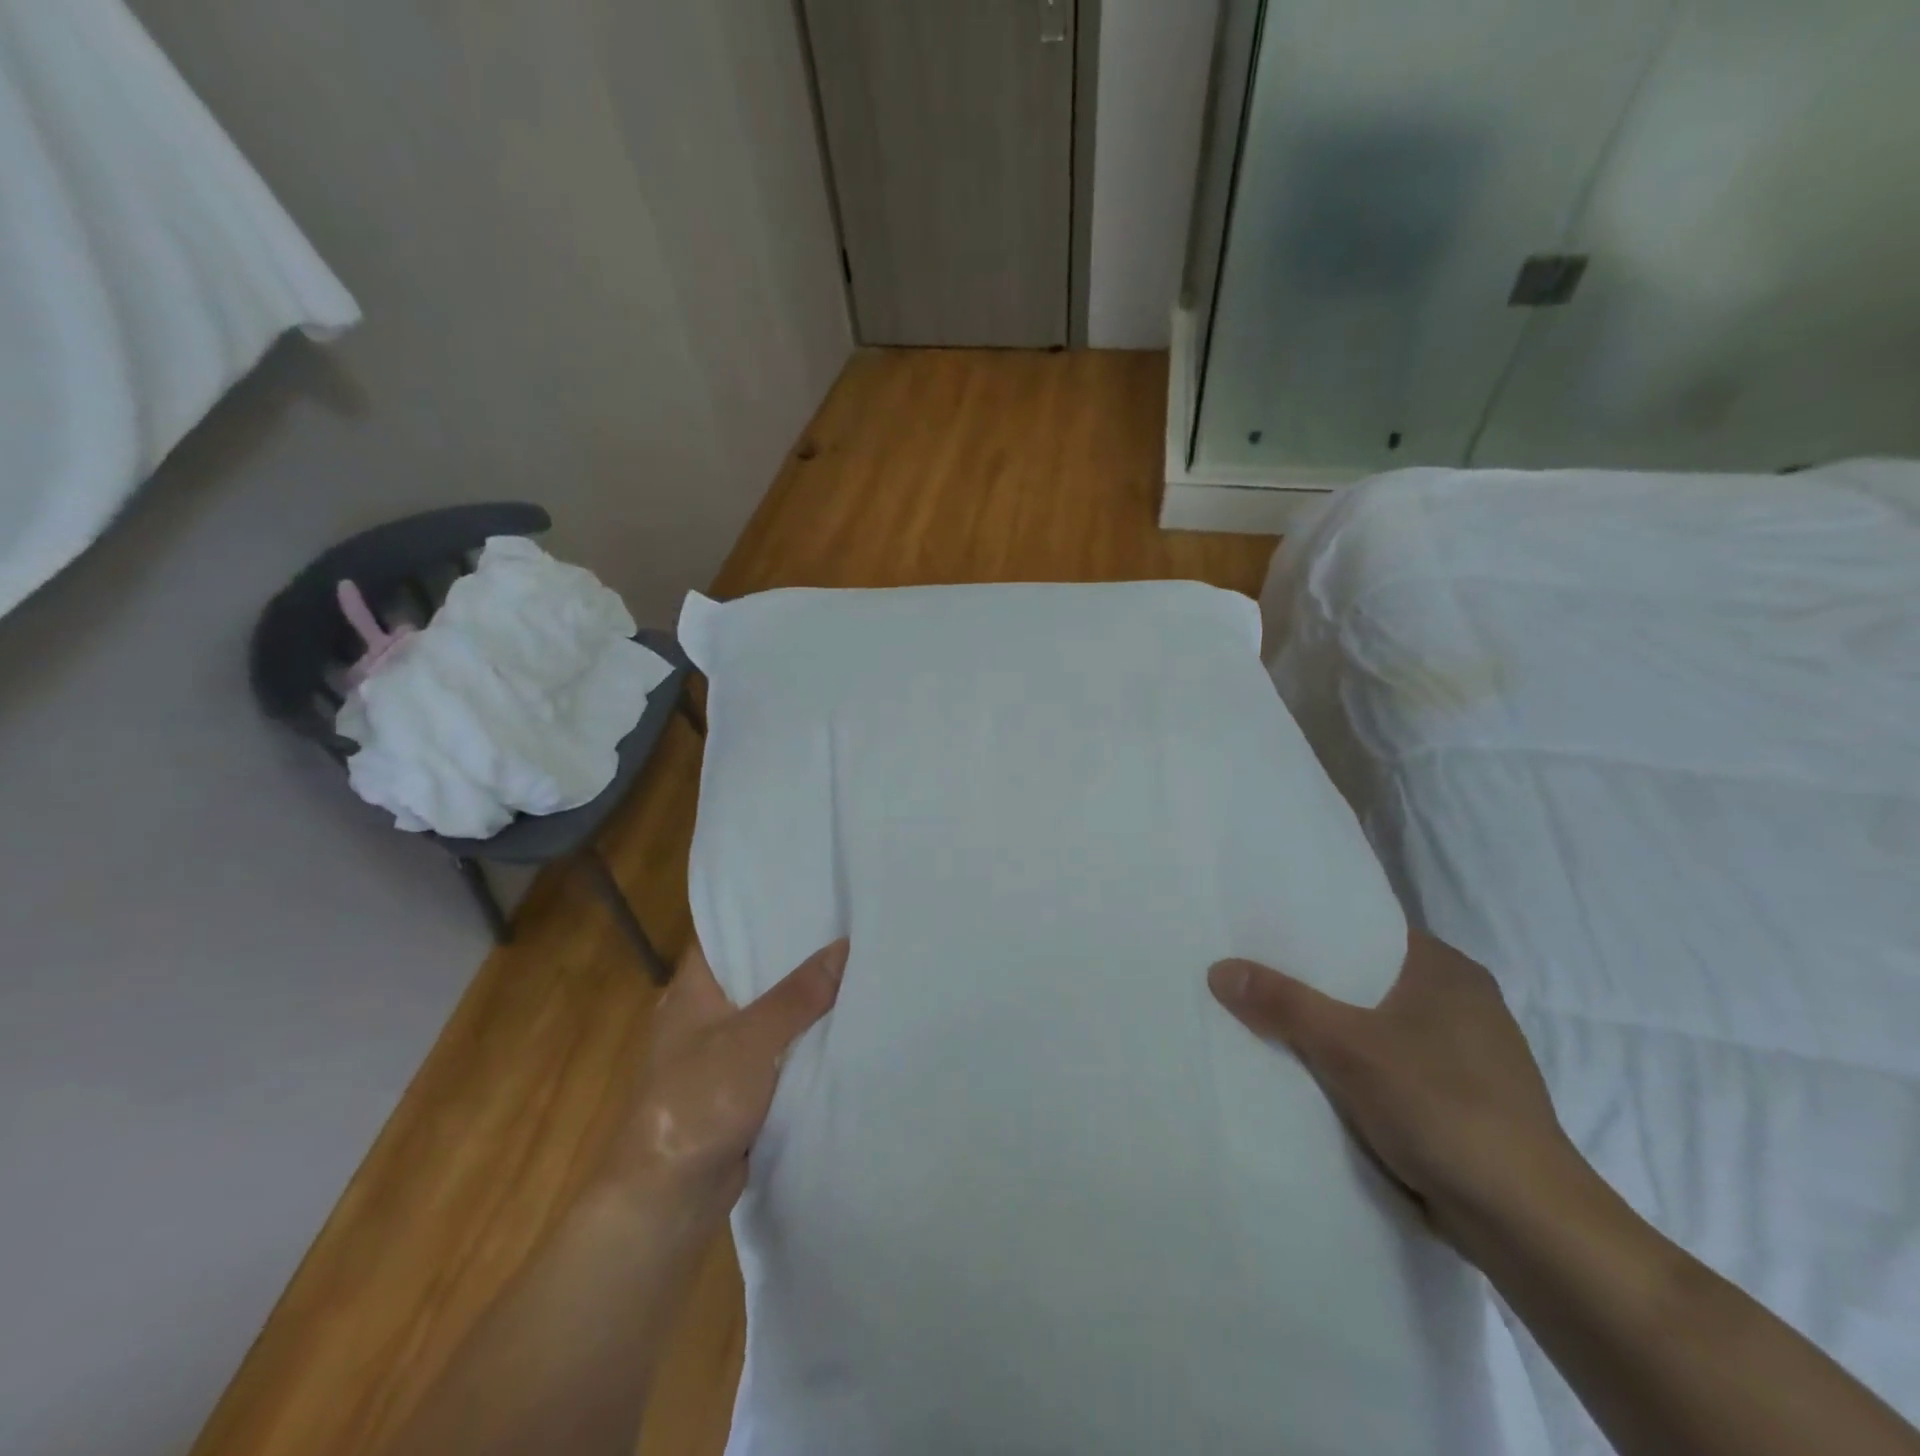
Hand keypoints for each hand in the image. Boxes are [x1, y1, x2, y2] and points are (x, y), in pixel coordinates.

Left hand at [604, 938, 846, 1235]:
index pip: (728, 933)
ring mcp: (720, 1052)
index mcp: (692, 989)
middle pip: (756, 972)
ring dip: (804, 1001)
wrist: (666, 1199)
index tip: (811, 896)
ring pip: (770, 1013)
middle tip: (848, 927)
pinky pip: (777, 1050)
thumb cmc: (696, 1103)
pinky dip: (802, 1040)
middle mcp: (704, 1013)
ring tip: (855, 967)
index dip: (765, 912)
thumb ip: (797, 996)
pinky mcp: (737, 1087)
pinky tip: (841, 1026)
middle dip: (797, 956)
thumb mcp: (751, 1040)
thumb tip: (843, 946)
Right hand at [1208, 931, 1587, 1249]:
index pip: (1365, 928)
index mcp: (1446, 969)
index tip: (1260, 929)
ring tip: (1267, 1015)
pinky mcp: (1458, 1098)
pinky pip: (1387, 1062)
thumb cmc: (1443, 1108)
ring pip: (1375, 1022)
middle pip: (1364, 976)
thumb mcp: (1348, 1047)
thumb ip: (1283, 1004)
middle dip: (1312, 980)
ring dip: (1331, 1026)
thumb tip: (1219, 968)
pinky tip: (1312, 1069)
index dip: (1312, 928)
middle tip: (1250, 971)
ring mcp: (1463, 1053)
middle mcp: (1460, 1001)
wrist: (1528, 1225)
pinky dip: (1352, 1062)